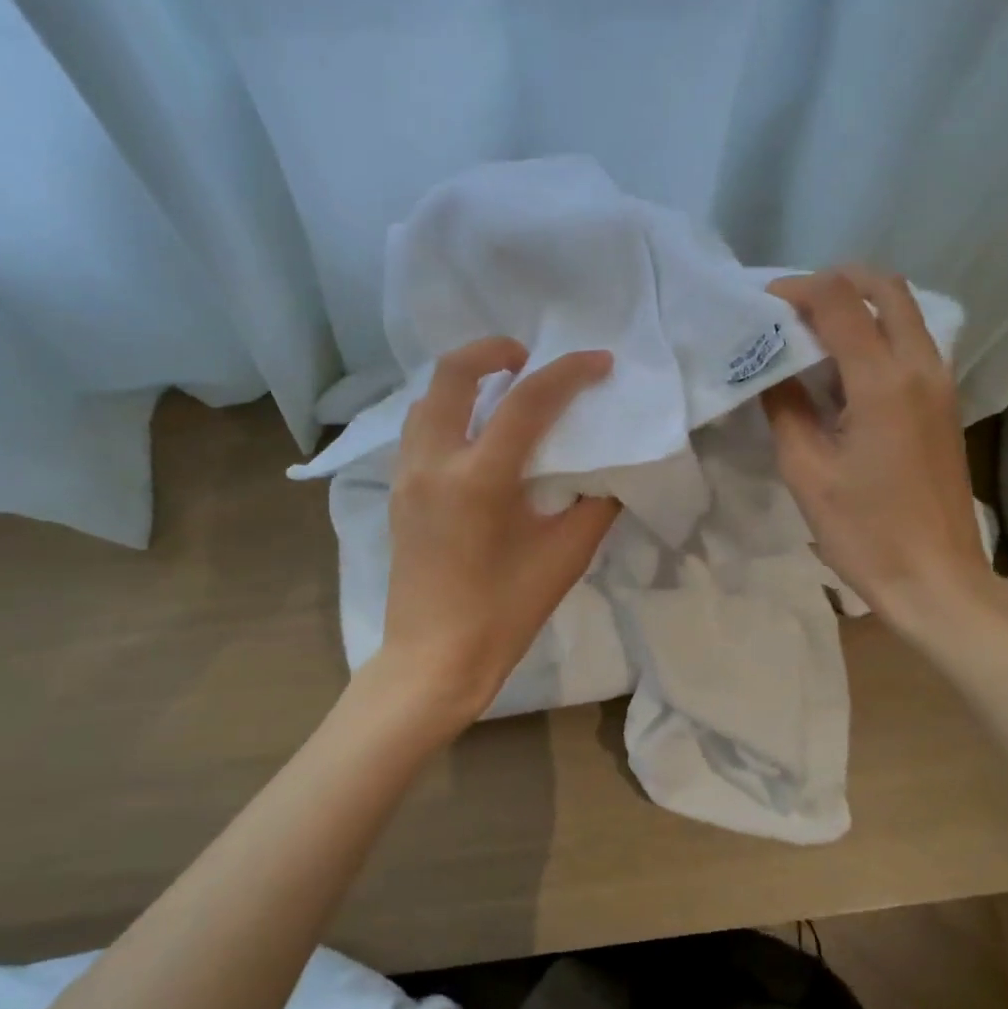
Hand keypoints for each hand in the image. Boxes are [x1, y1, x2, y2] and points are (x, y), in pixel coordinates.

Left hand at [377, 337, 619, 730]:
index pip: (527, 401)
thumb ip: (595, 502)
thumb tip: (609, 468)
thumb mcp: (566, 555)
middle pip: (452, 372)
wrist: (434, 658)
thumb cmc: (504, 612)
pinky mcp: (398, 492)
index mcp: (478, 478)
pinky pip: (419, 428)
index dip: (569, 372)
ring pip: (427, 397)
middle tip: (530, 359)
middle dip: (494, 350)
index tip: (600, 361)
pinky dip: (448, 410)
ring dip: (465, 379)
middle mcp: (433, 462)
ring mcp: (407, 475)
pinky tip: (477, 435)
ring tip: (503, 392)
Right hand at [764, 266, 1000, 632]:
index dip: (798, 290)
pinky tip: (842, 368)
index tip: (762, 303)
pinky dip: (877, 333)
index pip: (840, 302)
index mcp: (883, 381)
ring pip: (905, 312)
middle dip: (836, 282)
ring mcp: (940, 383)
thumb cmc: (864, 531)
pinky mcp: (944, 403)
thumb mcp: (807, 471)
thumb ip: (785, 407)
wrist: (935, 578)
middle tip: (792, 306)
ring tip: (812, 332)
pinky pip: (911, 342)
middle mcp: (921, 367)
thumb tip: (770, 371)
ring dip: (859, 305)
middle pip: (886, 288)